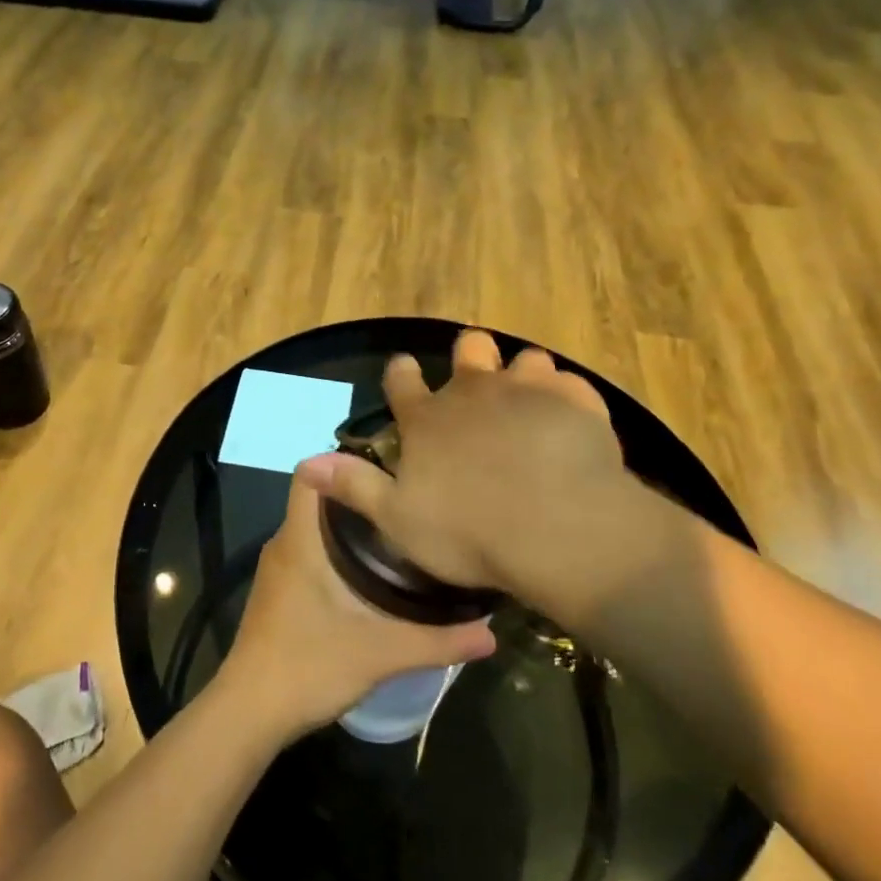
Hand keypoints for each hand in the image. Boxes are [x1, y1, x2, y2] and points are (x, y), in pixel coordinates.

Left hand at [215, 468, 496, 741]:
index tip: (386, 466)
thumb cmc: (308, 666)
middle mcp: (284, 544)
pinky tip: (371, 572)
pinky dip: (337, 550)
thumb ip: (438, 641)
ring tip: (399, 529)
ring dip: (350, 525)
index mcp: (300, 539)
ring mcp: (279, 569)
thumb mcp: (380, 653)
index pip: (310, 473)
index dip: (343, 461)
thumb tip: (491, 632)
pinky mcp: (280, 592)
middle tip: (407, 499)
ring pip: (314, 527)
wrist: (250, 713)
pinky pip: (309, 551)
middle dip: (359, 494)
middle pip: (319, 499)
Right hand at [296, 330, 654, 602]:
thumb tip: (305, 462)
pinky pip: (571, 384)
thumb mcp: (397, 519)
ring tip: (531, 403)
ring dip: (524, 375)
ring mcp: (528, 390)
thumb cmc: (469, 531)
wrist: (558, 529)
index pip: (402, 379)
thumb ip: (353, 485)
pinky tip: (572, 421)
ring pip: (524, 359)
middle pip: (469, 348)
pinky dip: (568, 399)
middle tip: (478, 380)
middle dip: (471, 355)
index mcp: (428, 418)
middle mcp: (474, 391)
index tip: (404, 372)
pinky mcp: (575, 401)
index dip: (401, 373)